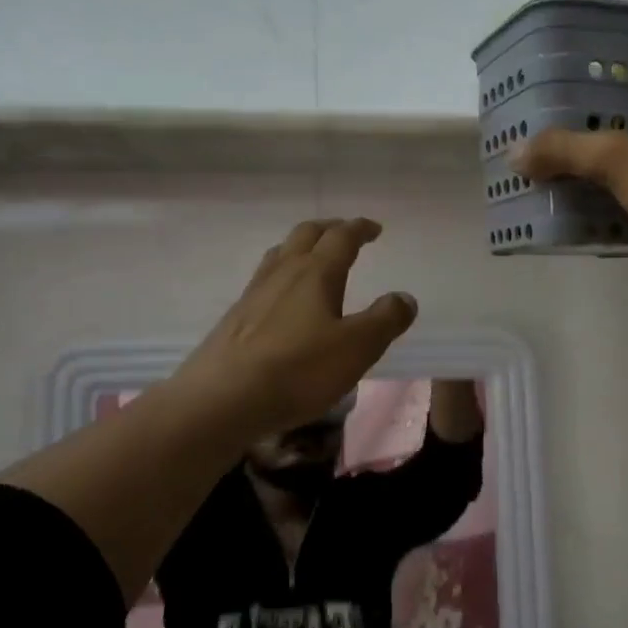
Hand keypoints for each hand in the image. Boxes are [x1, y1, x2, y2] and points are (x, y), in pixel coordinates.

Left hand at [172, 218, 416, 440]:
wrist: (222, 399)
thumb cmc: (298, 370)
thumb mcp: (357, 348)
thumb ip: (385, 320)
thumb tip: (404, 298)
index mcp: (316, 272)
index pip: (341, 237)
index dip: (360, 229)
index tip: (374, 228)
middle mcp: (283, 272)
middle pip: (306, 234)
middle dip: (329, 229)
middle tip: (345, 233)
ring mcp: (254, 293)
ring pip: (279, 253)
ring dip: (301, 246)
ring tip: (313, 257)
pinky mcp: (236, 317)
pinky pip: (264, 280)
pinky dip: (282, 273)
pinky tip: (283, 298)